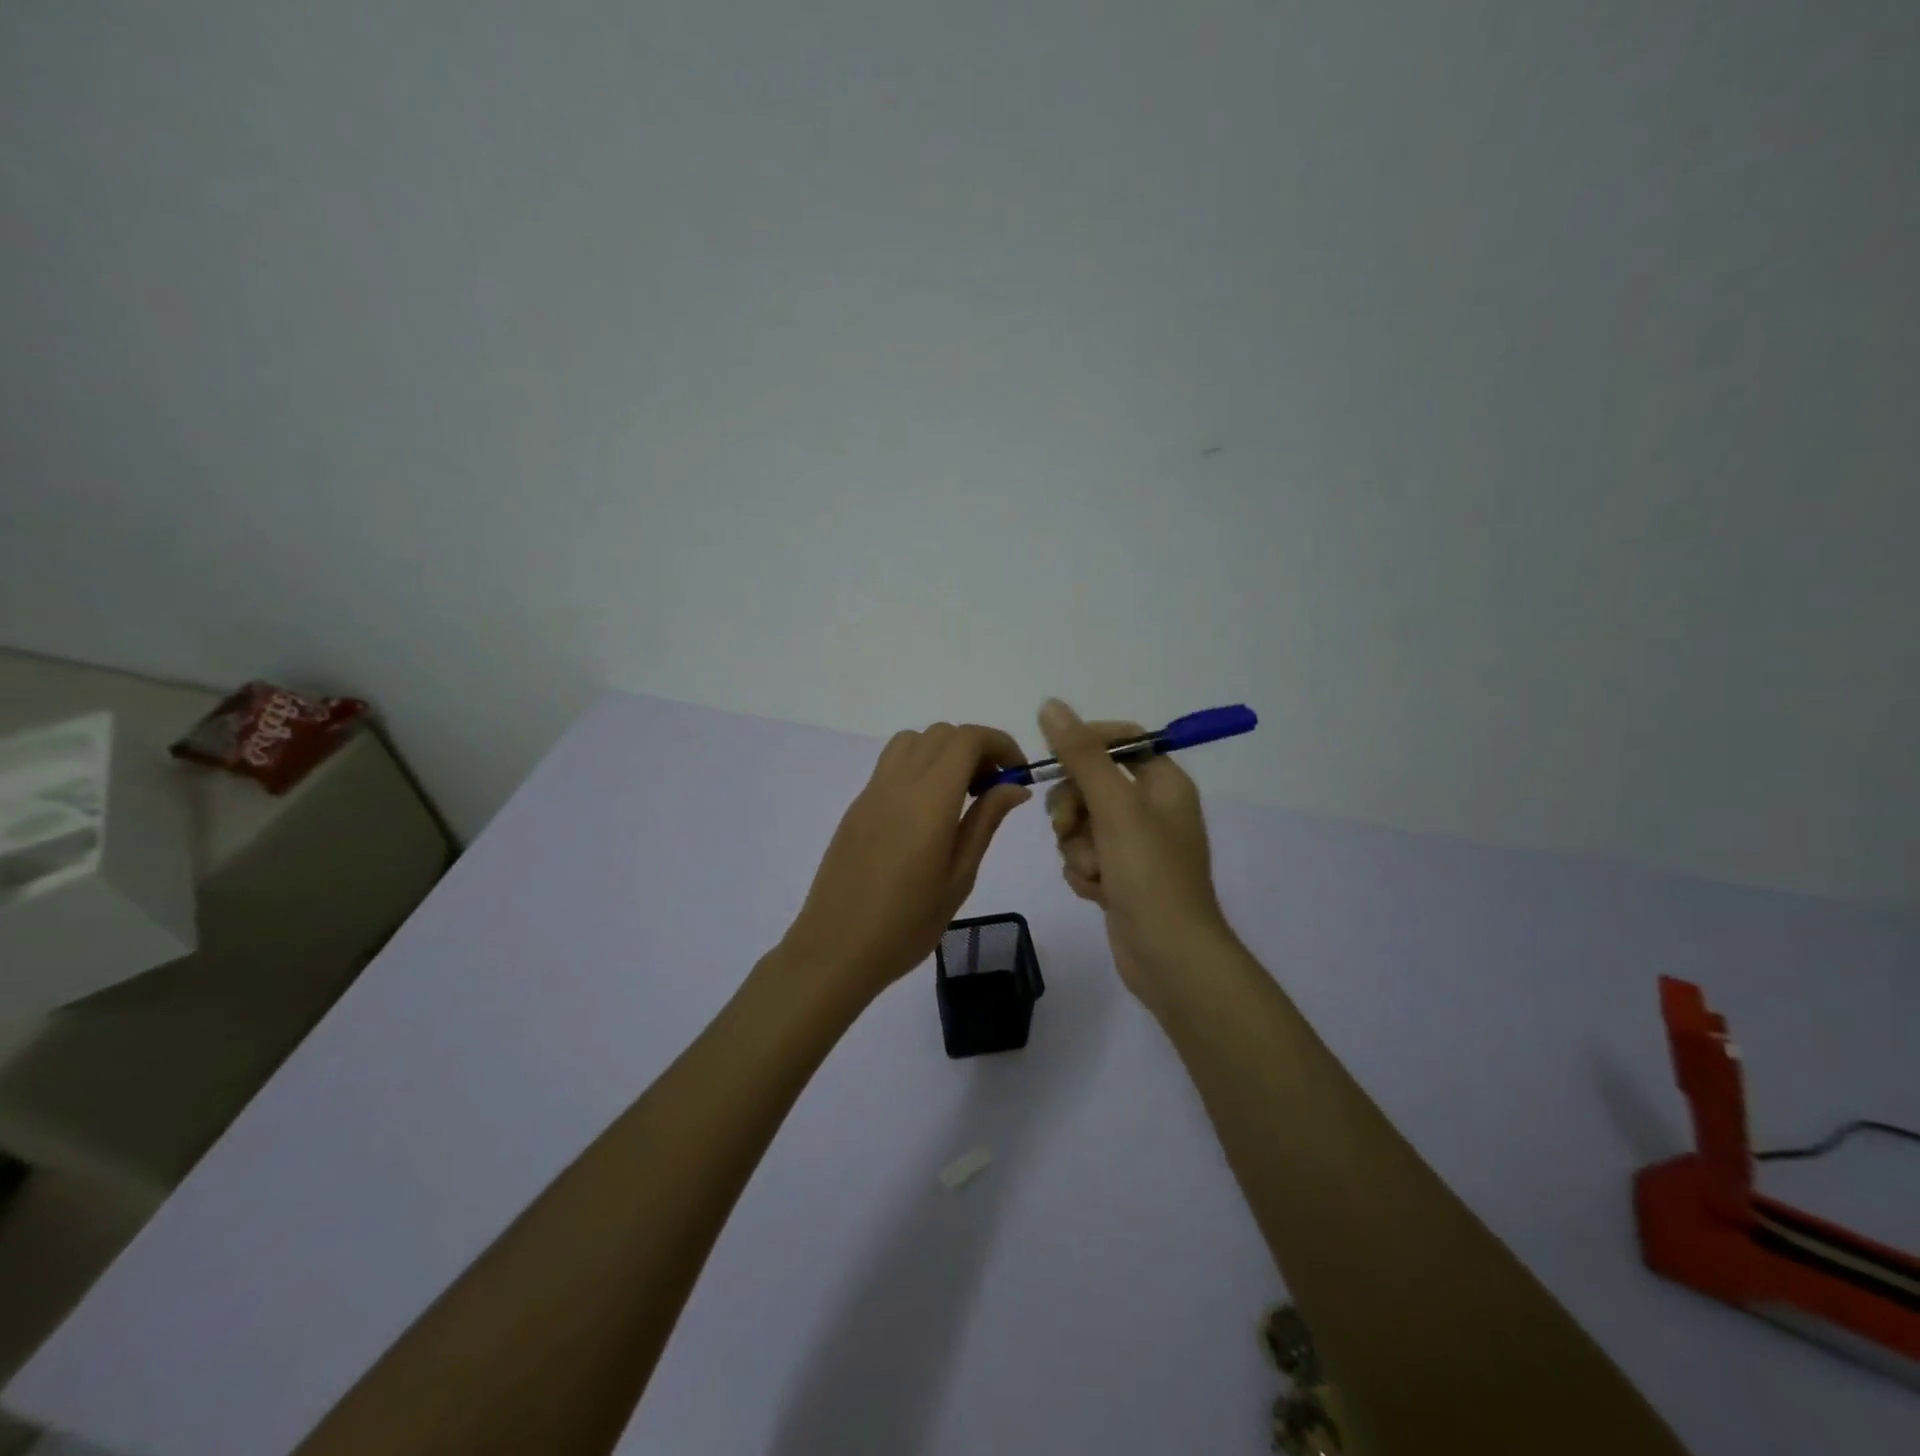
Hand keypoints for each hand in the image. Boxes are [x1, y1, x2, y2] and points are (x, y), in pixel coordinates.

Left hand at [781, 723, 1030, 1004]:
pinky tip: (927, 811)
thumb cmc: (907, 923)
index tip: (1018, 772)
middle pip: (942, 734)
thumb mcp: (959, 876)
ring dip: (944, 751)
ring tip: (960, 794)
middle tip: (994, 788)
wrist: (836, 948)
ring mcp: (872, 791)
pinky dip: (919, 766)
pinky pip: (892, 764)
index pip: (968, 739)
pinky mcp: (857, 806)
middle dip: (976, 748)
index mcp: (929, 799)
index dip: (1000, 744)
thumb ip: (985, 821)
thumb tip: (1014, 785)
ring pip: (913, 741)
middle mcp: (898, 782)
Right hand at [1038, 698, 1234, 1007]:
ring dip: (1078, 847)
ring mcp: (1134, 845)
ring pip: (1081, 823)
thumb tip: (1051, 705)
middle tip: (1070, 827)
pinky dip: (1084, 872)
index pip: (1120, 740)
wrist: (1169, 957)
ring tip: (1095, 873)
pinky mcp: (1119, 876)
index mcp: (1164, 783)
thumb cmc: (1150, 874)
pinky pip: (1084, 855)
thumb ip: (1081, 755)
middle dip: (1073, 808)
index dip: (1085, 744)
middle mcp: (1151, 809)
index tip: (1057, 759)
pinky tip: (1098, 893)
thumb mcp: (1115, 807)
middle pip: (1091, 783)